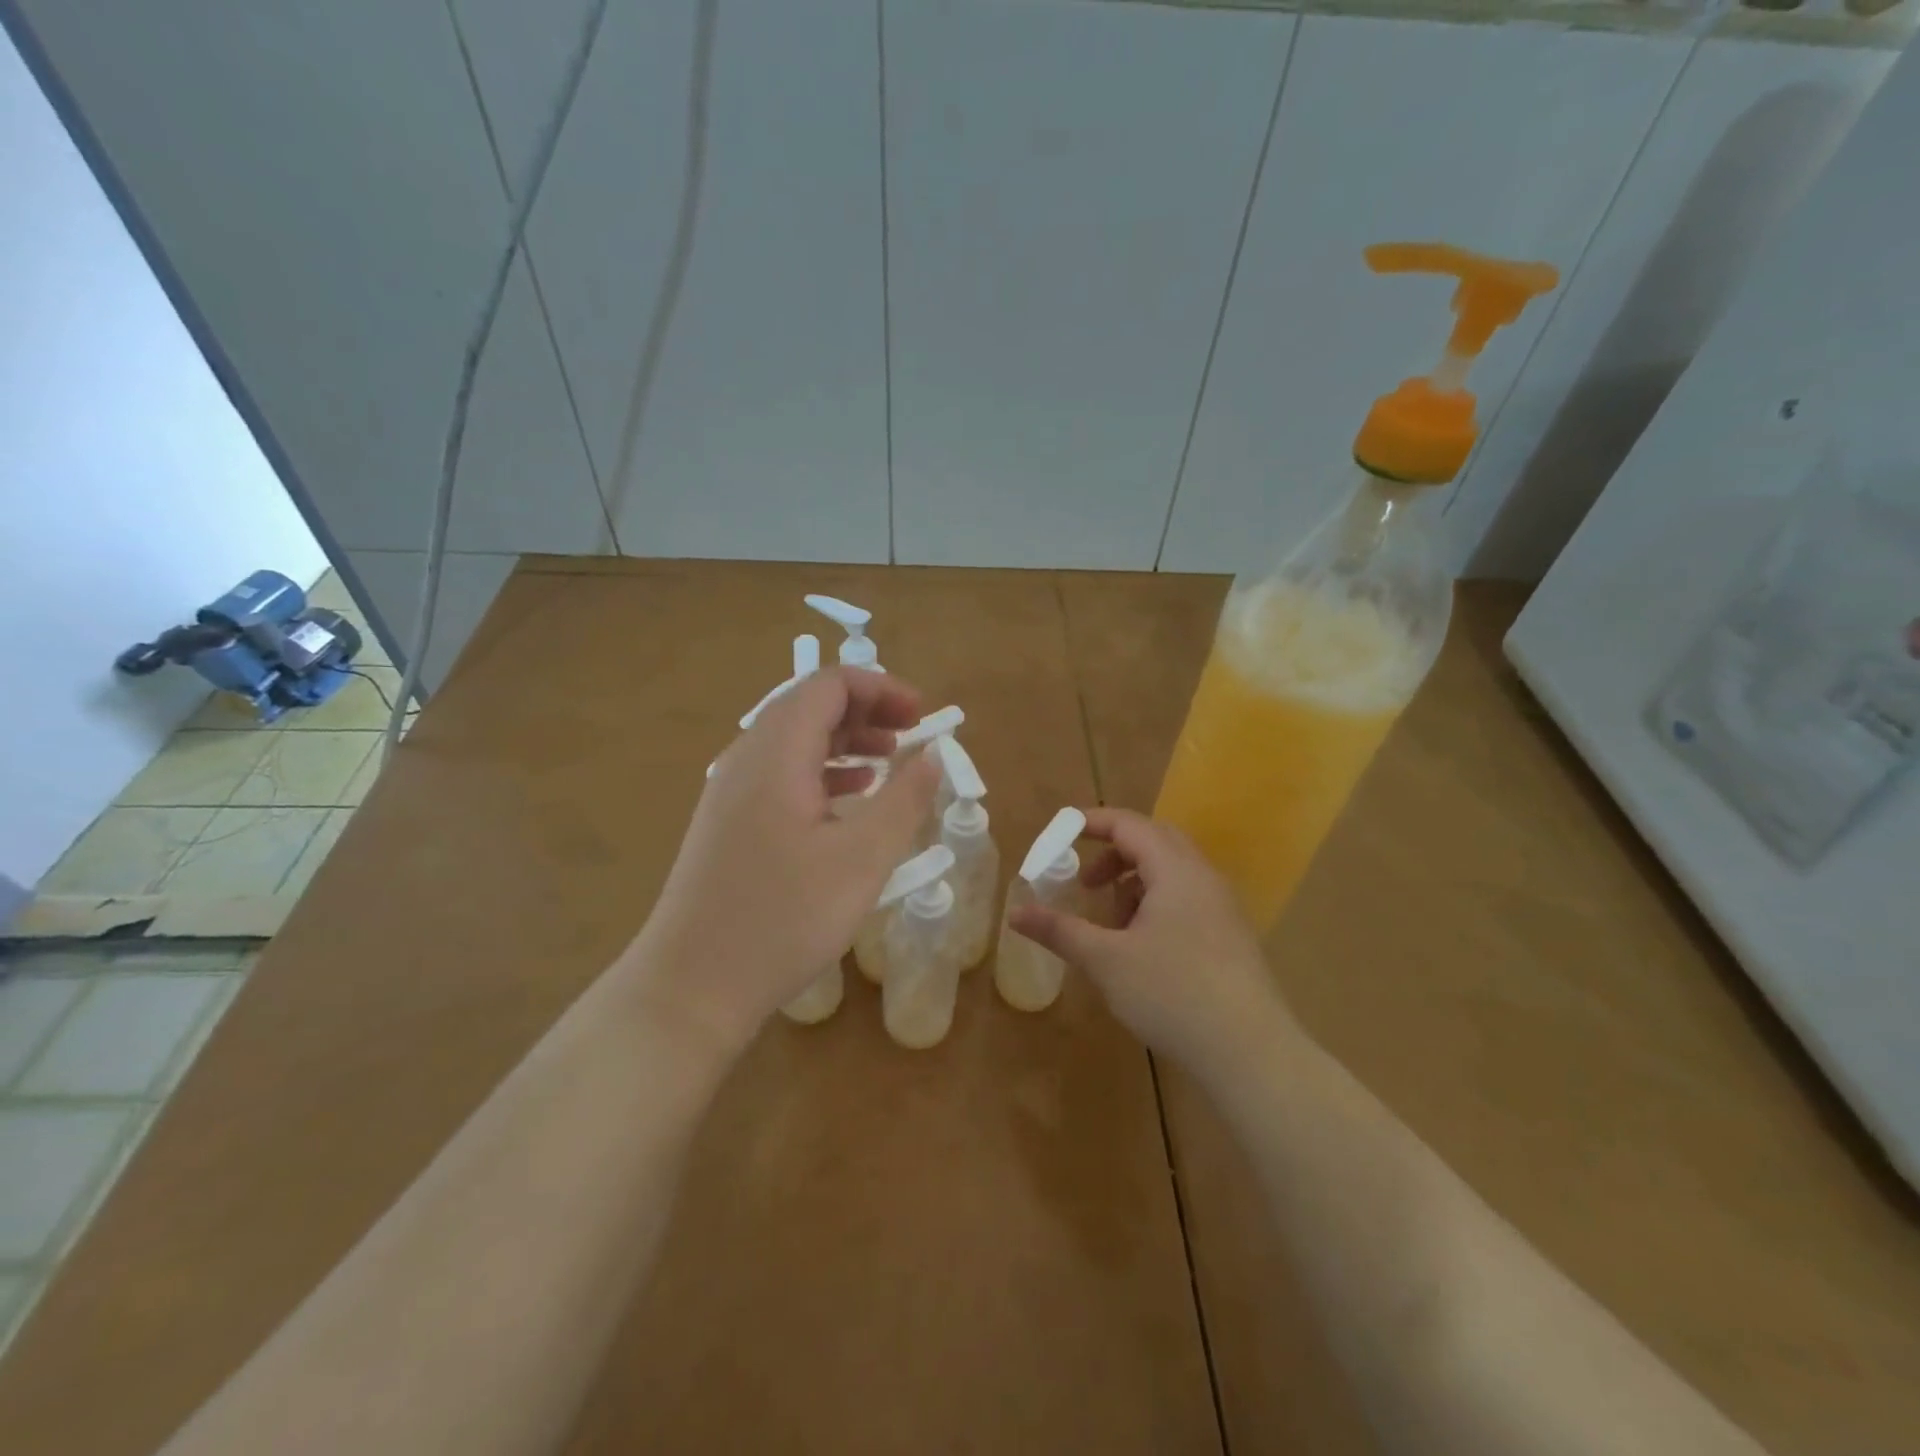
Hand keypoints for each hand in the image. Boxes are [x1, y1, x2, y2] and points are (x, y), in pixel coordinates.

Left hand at [625, 668, 939, 1056]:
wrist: (693, 985)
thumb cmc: (783, 919)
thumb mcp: (862, 859)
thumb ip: (904, 800)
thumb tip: (932, 756)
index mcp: (776, 753)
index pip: (829, 685)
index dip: (882, 688)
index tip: (922, 716)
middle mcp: (747, 758)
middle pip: (809, 705)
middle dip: (866, 711)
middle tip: (910, 736)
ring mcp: (730, 790)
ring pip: (793, 740)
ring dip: (845, 740)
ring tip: (888, 762)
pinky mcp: (727, 821)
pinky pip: (780, 772)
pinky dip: (822, 770)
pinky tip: (849, 800)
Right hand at [1009, 808, 1294, 1075]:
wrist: (1251, 1052)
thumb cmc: (1173, 994)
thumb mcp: (1106, 961)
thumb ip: (1060, 931)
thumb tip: (1015, 913)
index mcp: (1175, 871)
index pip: (1129, 825)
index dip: (1091, 822)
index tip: (1059, 834)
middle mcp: (1203, 877)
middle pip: (1154, 841)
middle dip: (1114, 854)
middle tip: (1086, 882)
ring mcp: (1222, 907)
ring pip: (1172, 872)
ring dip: (1135, 882)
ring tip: (1112, 923)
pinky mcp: (1231, 936)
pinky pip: (1187, 898)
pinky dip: (1156, 904)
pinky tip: (1143, 948)